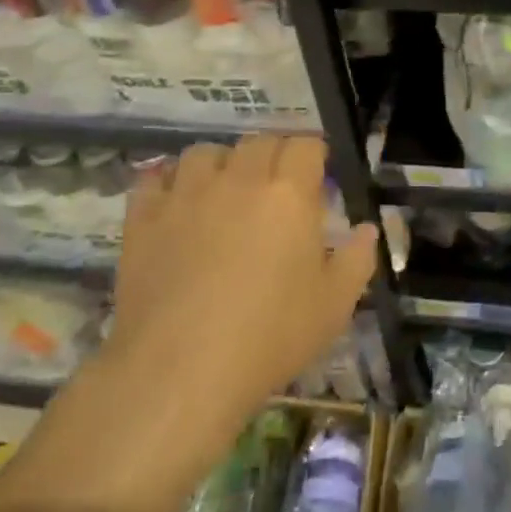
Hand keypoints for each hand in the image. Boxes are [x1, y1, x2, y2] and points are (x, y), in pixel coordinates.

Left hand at [95, 135, 378, 445]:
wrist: (181, 369)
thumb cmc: (271, 336)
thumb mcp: (335, 305)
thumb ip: (357, 259)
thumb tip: (366, 229)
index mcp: (289, 194)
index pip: (305, 146)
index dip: (315, 155)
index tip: (319, 175)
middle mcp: (237, 181)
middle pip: (258, 142)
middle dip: (274, 155)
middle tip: (278, 188)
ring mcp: (185, 196)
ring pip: (204, 153)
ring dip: (222, 163)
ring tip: (225, 191)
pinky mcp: (143, 219)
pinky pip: (154, 180)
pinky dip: (169, 184)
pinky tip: (177, 206)